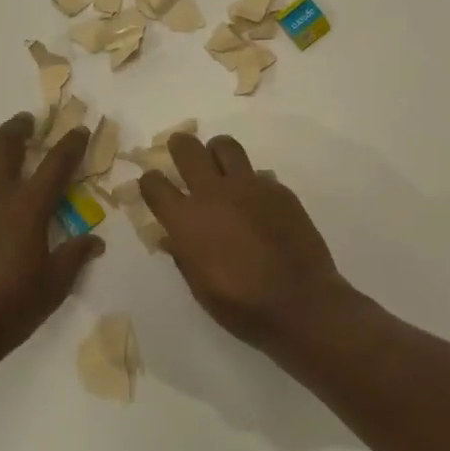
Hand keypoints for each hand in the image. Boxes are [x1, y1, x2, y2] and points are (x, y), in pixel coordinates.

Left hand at [0, 113, 102, 372]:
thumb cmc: (10, 307)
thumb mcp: (54, 285)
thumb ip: (75, 256)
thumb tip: (95, 241)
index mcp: (28, 207)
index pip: (56, 164)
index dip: (71, 144)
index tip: (80, 130)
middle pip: (5, 144)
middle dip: (20, 127)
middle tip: (29, 122)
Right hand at [138, 132, 350, 349]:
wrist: (299, 301)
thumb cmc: (242, 305)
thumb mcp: (200, 287)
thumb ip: (183, 255)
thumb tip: (171, 238)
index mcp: (187, 220)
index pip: (155, 184)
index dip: (150, 181)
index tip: (153, 183)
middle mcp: (213, 193)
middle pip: (188, 150)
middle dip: (179, 145)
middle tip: (180, 148)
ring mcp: (248, 186)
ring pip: (225, 146)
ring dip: (216, 151)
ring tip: (218, 164)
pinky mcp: (277, 189)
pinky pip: (257, 172)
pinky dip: (249, 180)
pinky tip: (255, 201)